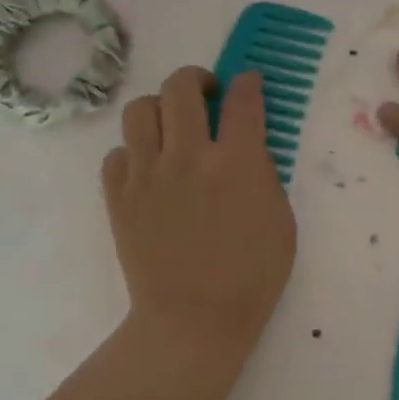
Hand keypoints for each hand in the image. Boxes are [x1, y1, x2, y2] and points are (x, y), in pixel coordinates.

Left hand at [102, 67, 295, 362]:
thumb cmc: (251, 277)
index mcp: (237, 162)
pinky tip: (148, 169)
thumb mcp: (281, 222)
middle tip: (206, 94)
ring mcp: (147, 174)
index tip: (248, 82)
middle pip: (181, 87)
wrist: (193, 320)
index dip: (248, 82)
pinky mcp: (118, 196)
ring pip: (140, 109)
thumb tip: (246, 147)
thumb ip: (264, 174)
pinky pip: (117, 152)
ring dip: (160, 109)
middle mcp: (188, 156)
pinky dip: (133, 152)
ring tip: (171, 128)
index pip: (243, 99)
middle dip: (197, 79)